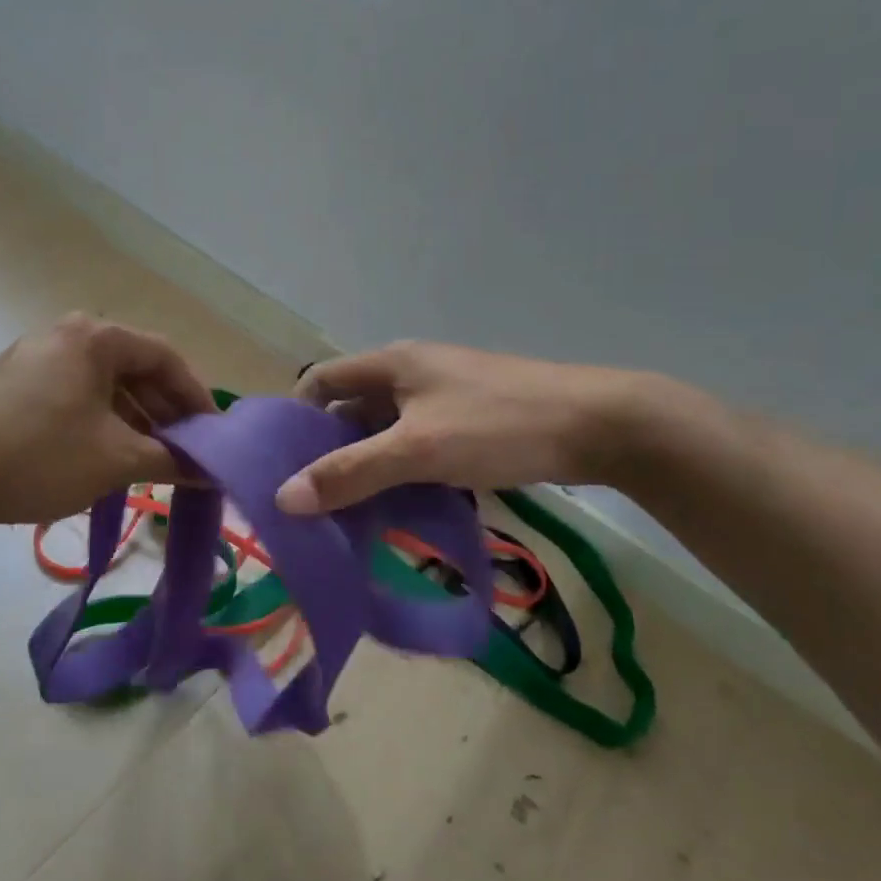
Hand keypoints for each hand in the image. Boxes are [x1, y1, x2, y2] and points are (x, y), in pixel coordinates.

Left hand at [0, 314, 214, 526]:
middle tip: (185, 454)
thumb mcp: (115, 459)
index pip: (166, 358)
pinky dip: (100, 424)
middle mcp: (66, 336)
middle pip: (135, 370)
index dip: (196, 398)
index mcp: (95, 337)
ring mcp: (34, 358)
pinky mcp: (12, 385)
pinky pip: (74, 397)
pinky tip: (105, 459)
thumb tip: (213, 472)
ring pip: (104, 387)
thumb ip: (172, 461)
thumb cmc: (37, 455)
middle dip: (165, 414)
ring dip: (134, 423)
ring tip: (150, 463)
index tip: (212, 437)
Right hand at [275, 341, 667, 514]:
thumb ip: (350, 472)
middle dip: (329, 451)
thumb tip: (282, 497)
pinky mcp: (470, 421)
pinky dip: (402, 471)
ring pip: (386, 431)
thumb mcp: (417, 450)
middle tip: (312, 503)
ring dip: (367, 466)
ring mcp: (443, 397)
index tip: (281, 465)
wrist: (599, 424)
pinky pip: (418, 445)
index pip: (321, 380)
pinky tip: (401, 508)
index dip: (296, 416)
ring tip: (349, 516)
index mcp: (391, 364)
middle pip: (351, 409)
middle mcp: (411, 373)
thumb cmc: (498, 425)